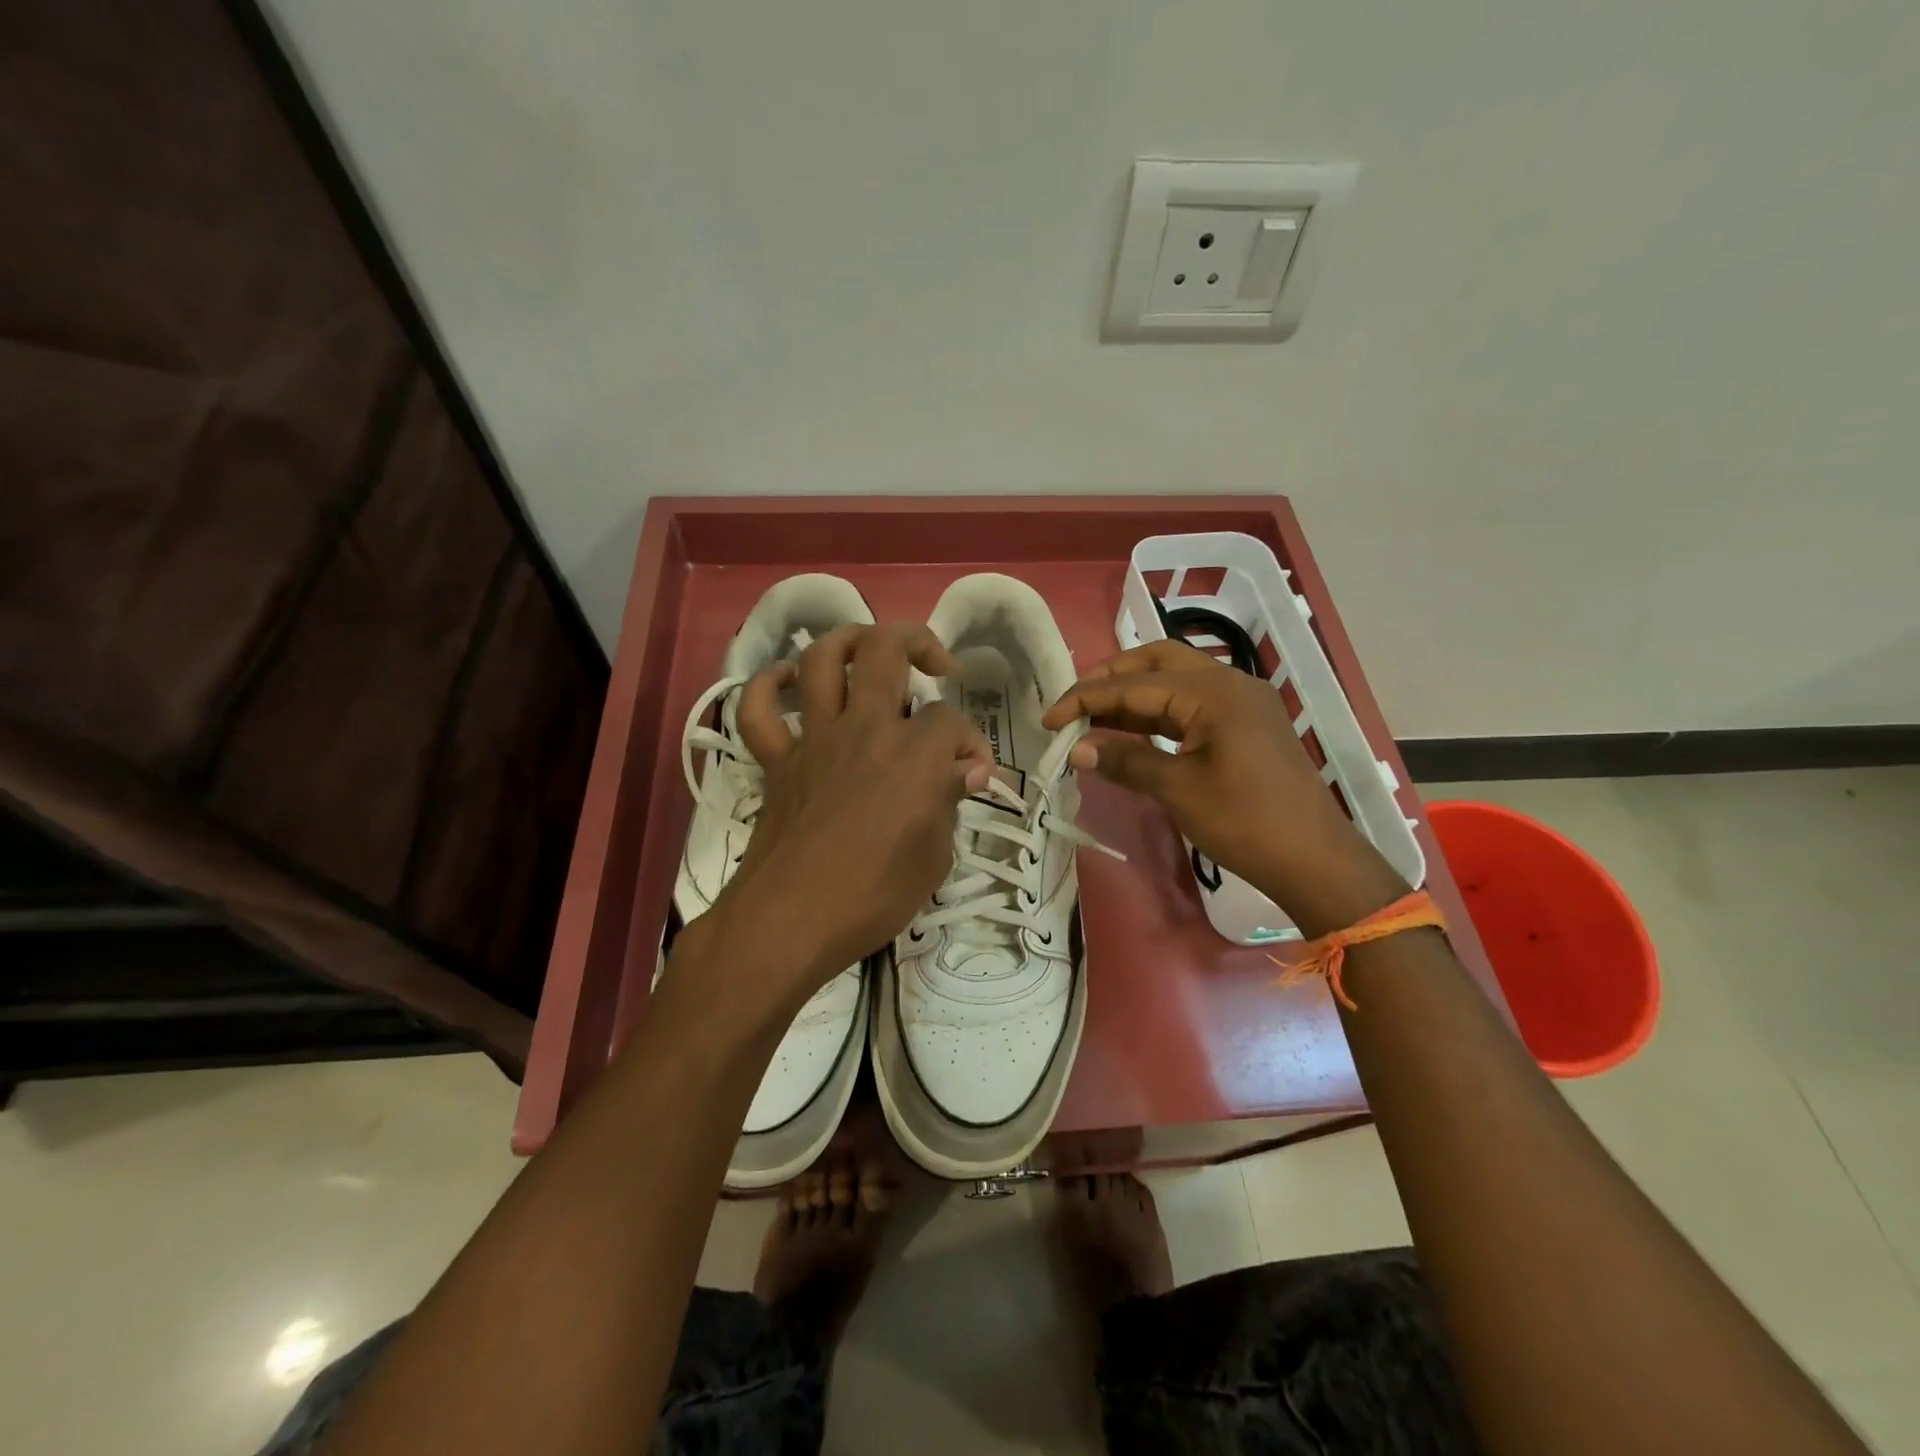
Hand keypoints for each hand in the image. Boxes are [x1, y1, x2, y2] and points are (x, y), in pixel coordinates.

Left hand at [694, 624, 992, 1008]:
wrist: (791, 921)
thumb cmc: (874, 896)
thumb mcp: (935, 857)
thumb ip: (950, 801)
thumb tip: (967, 770)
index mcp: (914, 754)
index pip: (952, 722)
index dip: (970, 741)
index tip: (973, 773)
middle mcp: (864, 729)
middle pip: (887, 650)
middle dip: (919, 642)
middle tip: (936, 666)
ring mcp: (814, 739)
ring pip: (821, 659)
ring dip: (847, 641)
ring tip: (868, 651)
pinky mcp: (777, 760)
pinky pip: (758, 709)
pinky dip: (768, 686)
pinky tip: (787, 682)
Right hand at [1041, 640, 1404, 935]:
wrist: (1316, 862)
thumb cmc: (1246, 823)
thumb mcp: (1178, 790)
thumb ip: (1126, 761)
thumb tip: (1076, 750)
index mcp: (1213, 691)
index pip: (1134, 685)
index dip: (1085, 699)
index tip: (1048, 720)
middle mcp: (1229, 683)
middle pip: (1158, 662)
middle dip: (1111, 679)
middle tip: (1074, 705)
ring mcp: (1242, 703)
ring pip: (1175, 682)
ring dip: (1133, 697)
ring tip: (1093, 720)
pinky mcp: (1246, 727)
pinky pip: (1192, 706)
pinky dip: (1157, 715)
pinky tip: (1130, 734)